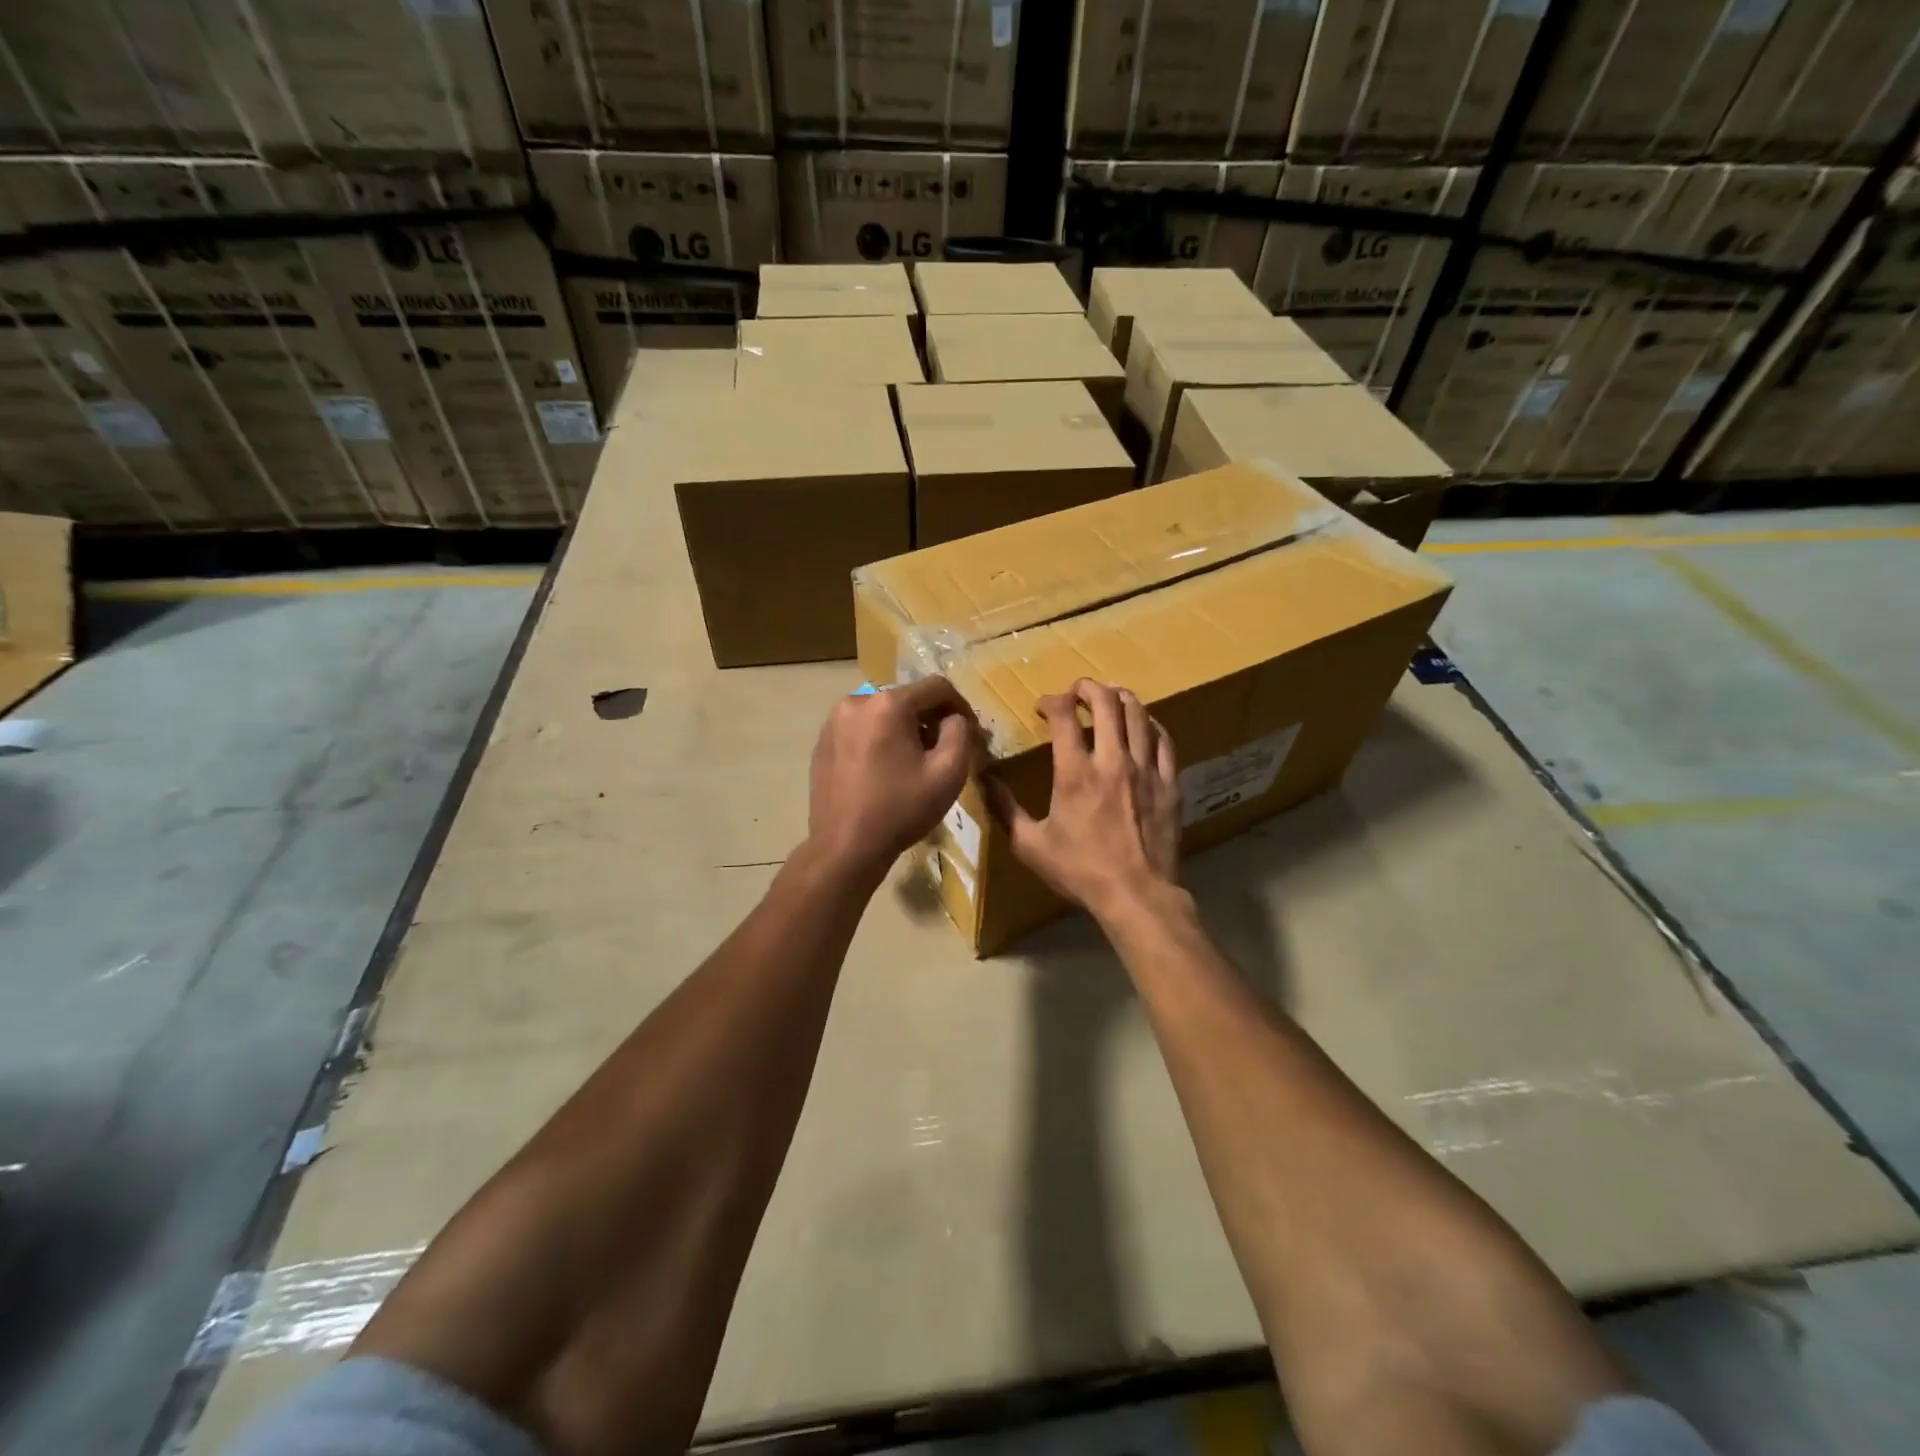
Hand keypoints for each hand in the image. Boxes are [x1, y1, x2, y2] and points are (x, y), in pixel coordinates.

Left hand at [806, 676, 977, 881]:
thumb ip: (959, 733)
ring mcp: (833, 722)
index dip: (961, 706)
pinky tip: (885, 770)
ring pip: (883, 713)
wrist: (845, 848)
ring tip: (914, 762)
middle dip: (931, 719)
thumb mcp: (948, 772)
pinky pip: (861, 729)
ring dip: (905, 729)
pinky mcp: (822, 743)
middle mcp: (856, 701)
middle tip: (944, 750)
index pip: (937, 687)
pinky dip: (880, 740)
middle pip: (907, 698)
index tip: (971, 733)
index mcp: (887, 704)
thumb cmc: (900, 810)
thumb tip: (953, 718)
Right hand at [991, 679, 1180, 920]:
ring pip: (1138, 714)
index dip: (1051, 701)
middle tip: (1077, 690)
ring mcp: (1146, 769)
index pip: (1064, 715)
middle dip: (1088, 688)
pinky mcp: (1169, 782)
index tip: (1043, 707)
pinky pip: (1164, 739)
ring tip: (1110, 696)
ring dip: (1121, 697)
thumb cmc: (1080, 870)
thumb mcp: (1030, 845)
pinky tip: (1143, 724)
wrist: (1137, 895)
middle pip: (1106, 702)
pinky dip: (1150, 724)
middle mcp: (1112, 760)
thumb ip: (1005, 809)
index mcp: (1075, 772)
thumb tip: (983, 780)